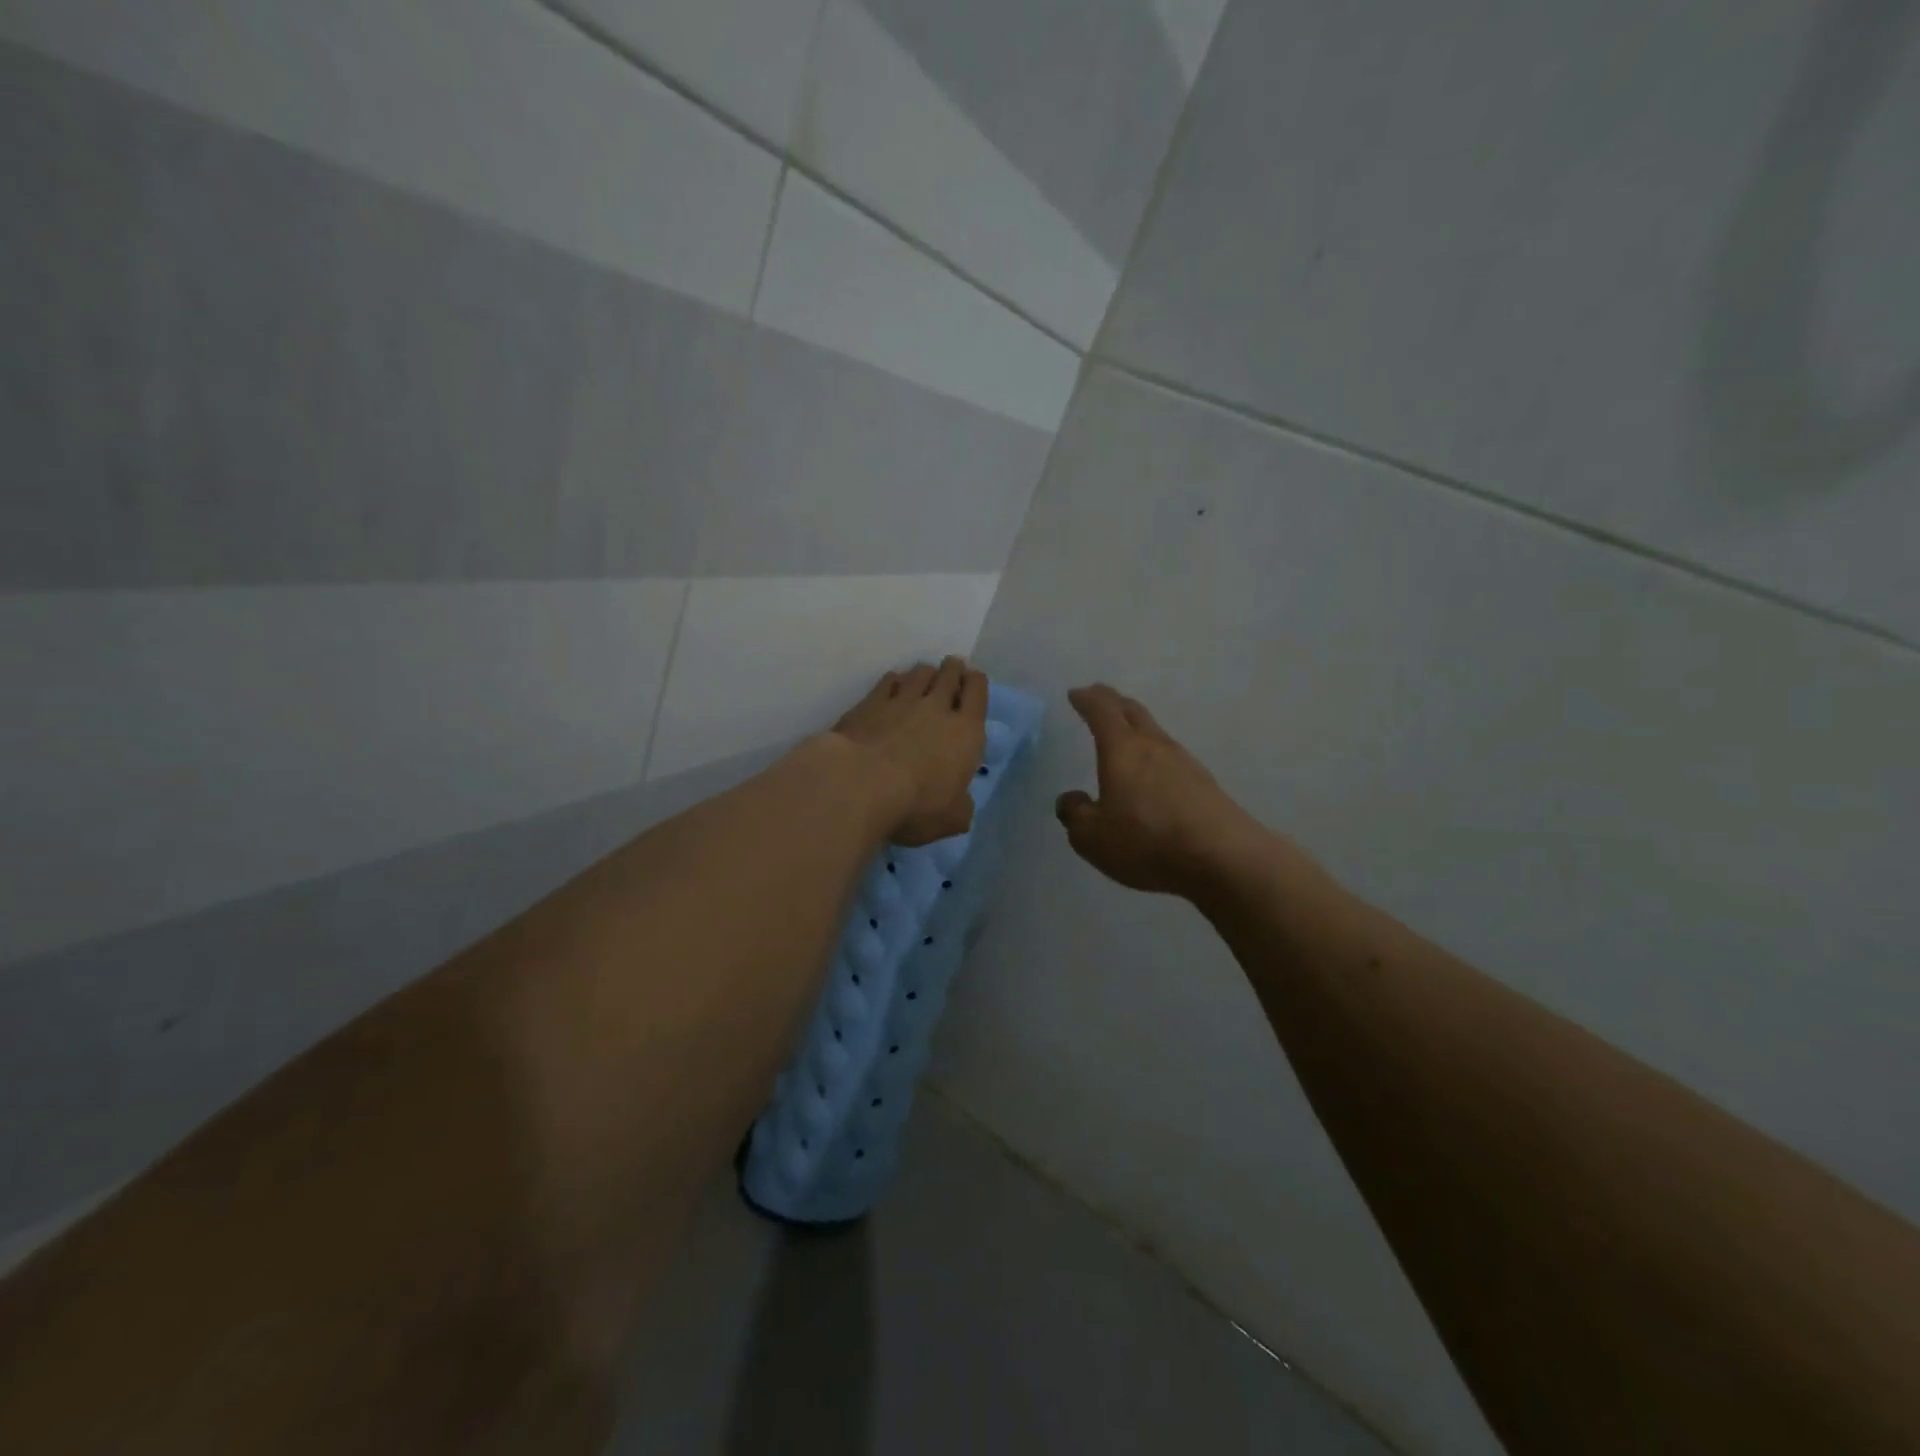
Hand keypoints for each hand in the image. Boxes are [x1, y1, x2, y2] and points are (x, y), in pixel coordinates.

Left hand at [833, 658, 987, 845]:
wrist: (860, 784)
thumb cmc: (915, 805)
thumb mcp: (951, 820)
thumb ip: (960, 808)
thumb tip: (960, 804)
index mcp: (966, 732)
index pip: (978, 693)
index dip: (976, 682)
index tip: (973, 679)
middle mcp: (937, 708)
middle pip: (949, 674)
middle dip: (953, 669)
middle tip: (952, 669)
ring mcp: (901, 701)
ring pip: (919, 673)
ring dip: (925, 673)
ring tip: (923, 677)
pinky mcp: (870, 703)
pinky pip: (888, 681)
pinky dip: (894, 681)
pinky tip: (892, 686)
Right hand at [1055, 684, 1276, 898]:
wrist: (1223, 858)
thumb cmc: (1147, 841)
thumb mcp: (1092, 837)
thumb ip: (1076, 814)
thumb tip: (1072, 799)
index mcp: (1122, 749)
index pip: (1101, 711)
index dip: (1086, 700)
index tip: (1076, 693)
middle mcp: (1154, 746)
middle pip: (1133, 711)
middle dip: (1112, 701)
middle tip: (1099, 697)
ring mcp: (1184, 763)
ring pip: (1154, 732)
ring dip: (1136, 727)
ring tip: (1124, 734)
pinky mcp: (1204, 784)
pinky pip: (1171, 758)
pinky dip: (1154, 755)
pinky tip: (1152, 774)